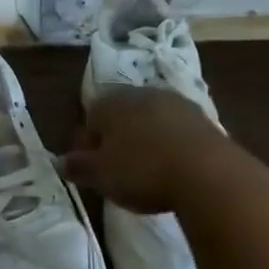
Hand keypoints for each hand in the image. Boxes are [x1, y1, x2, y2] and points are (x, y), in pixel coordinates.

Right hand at [65, 86, 238, 214]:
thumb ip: (78, 167)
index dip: (88, 146)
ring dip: (146, 140)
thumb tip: (60, 162)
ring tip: (148, 172)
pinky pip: (176, 131)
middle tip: (119, 171)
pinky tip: (174, 169)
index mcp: (110, 102)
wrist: (208, 173)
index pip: (90, 119)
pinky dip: (171, 146)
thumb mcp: (100, 175)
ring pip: (150, 121)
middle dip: (118, 139)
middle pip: (121, 116)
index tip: (93, 171)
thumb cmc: (142, 170)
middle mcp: (140, 93)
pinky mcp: (203, 118)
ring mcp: (174, 102)